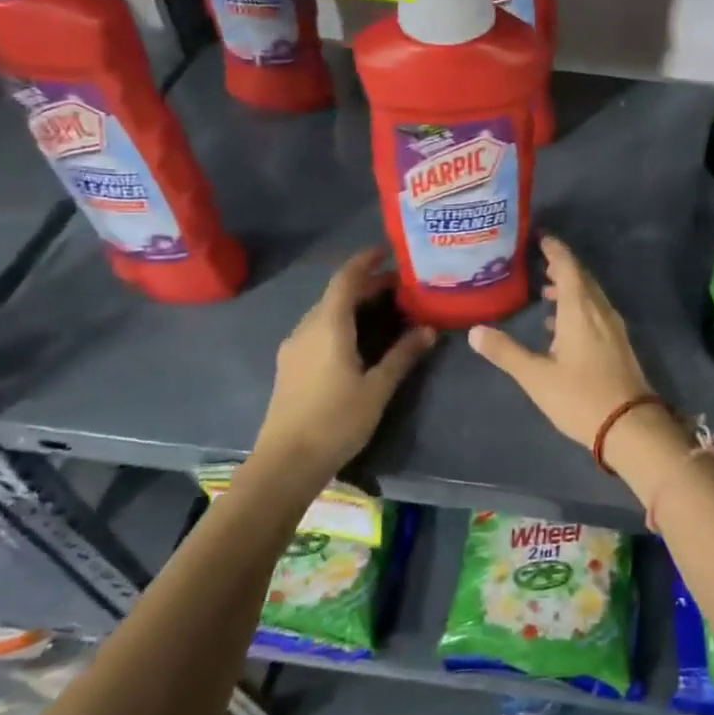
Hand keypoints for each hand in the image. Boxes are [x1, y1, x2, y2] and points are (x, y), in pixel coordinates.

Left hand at [255, 247, 435, 476]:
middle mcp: (307, 328)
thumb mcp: (377, 388)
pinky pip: (318, 330)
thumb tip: (428, 329)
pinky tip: (359, 340)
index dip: (365, 261)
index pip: (346, 279)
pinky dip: (341, 323)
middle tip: (400, 287)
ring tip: (385, 311)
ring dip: (353, 305)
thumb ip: (402, 355)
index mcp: (328, 326)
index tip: (387, 251)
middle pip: (336, 294)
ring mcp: (294, 347)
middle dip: (366, 286)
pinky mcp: (291, 366)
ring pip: (326, 313)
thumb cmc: (335, 421)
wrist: (285, 463)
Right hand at [468, 235, 654, 445]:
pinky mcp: (618, 345)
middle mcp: (600, 311)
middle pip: (581, 279)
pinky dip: (578, 308)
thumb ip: (506, 352)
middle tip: (539, 262)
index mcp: (580, 310)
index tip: (541, 238)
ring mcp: (613, 328)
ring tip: (545, 292)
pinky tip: (562, 326)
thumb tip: (475, 331)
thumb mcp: (536, 376)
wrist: (630, 426)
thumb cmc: (580, 397)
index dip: (555, 250)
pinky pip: (596, 313)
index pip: (568, 268)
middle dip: (561, 267)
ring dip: (570, 289)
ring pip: (590, 297)